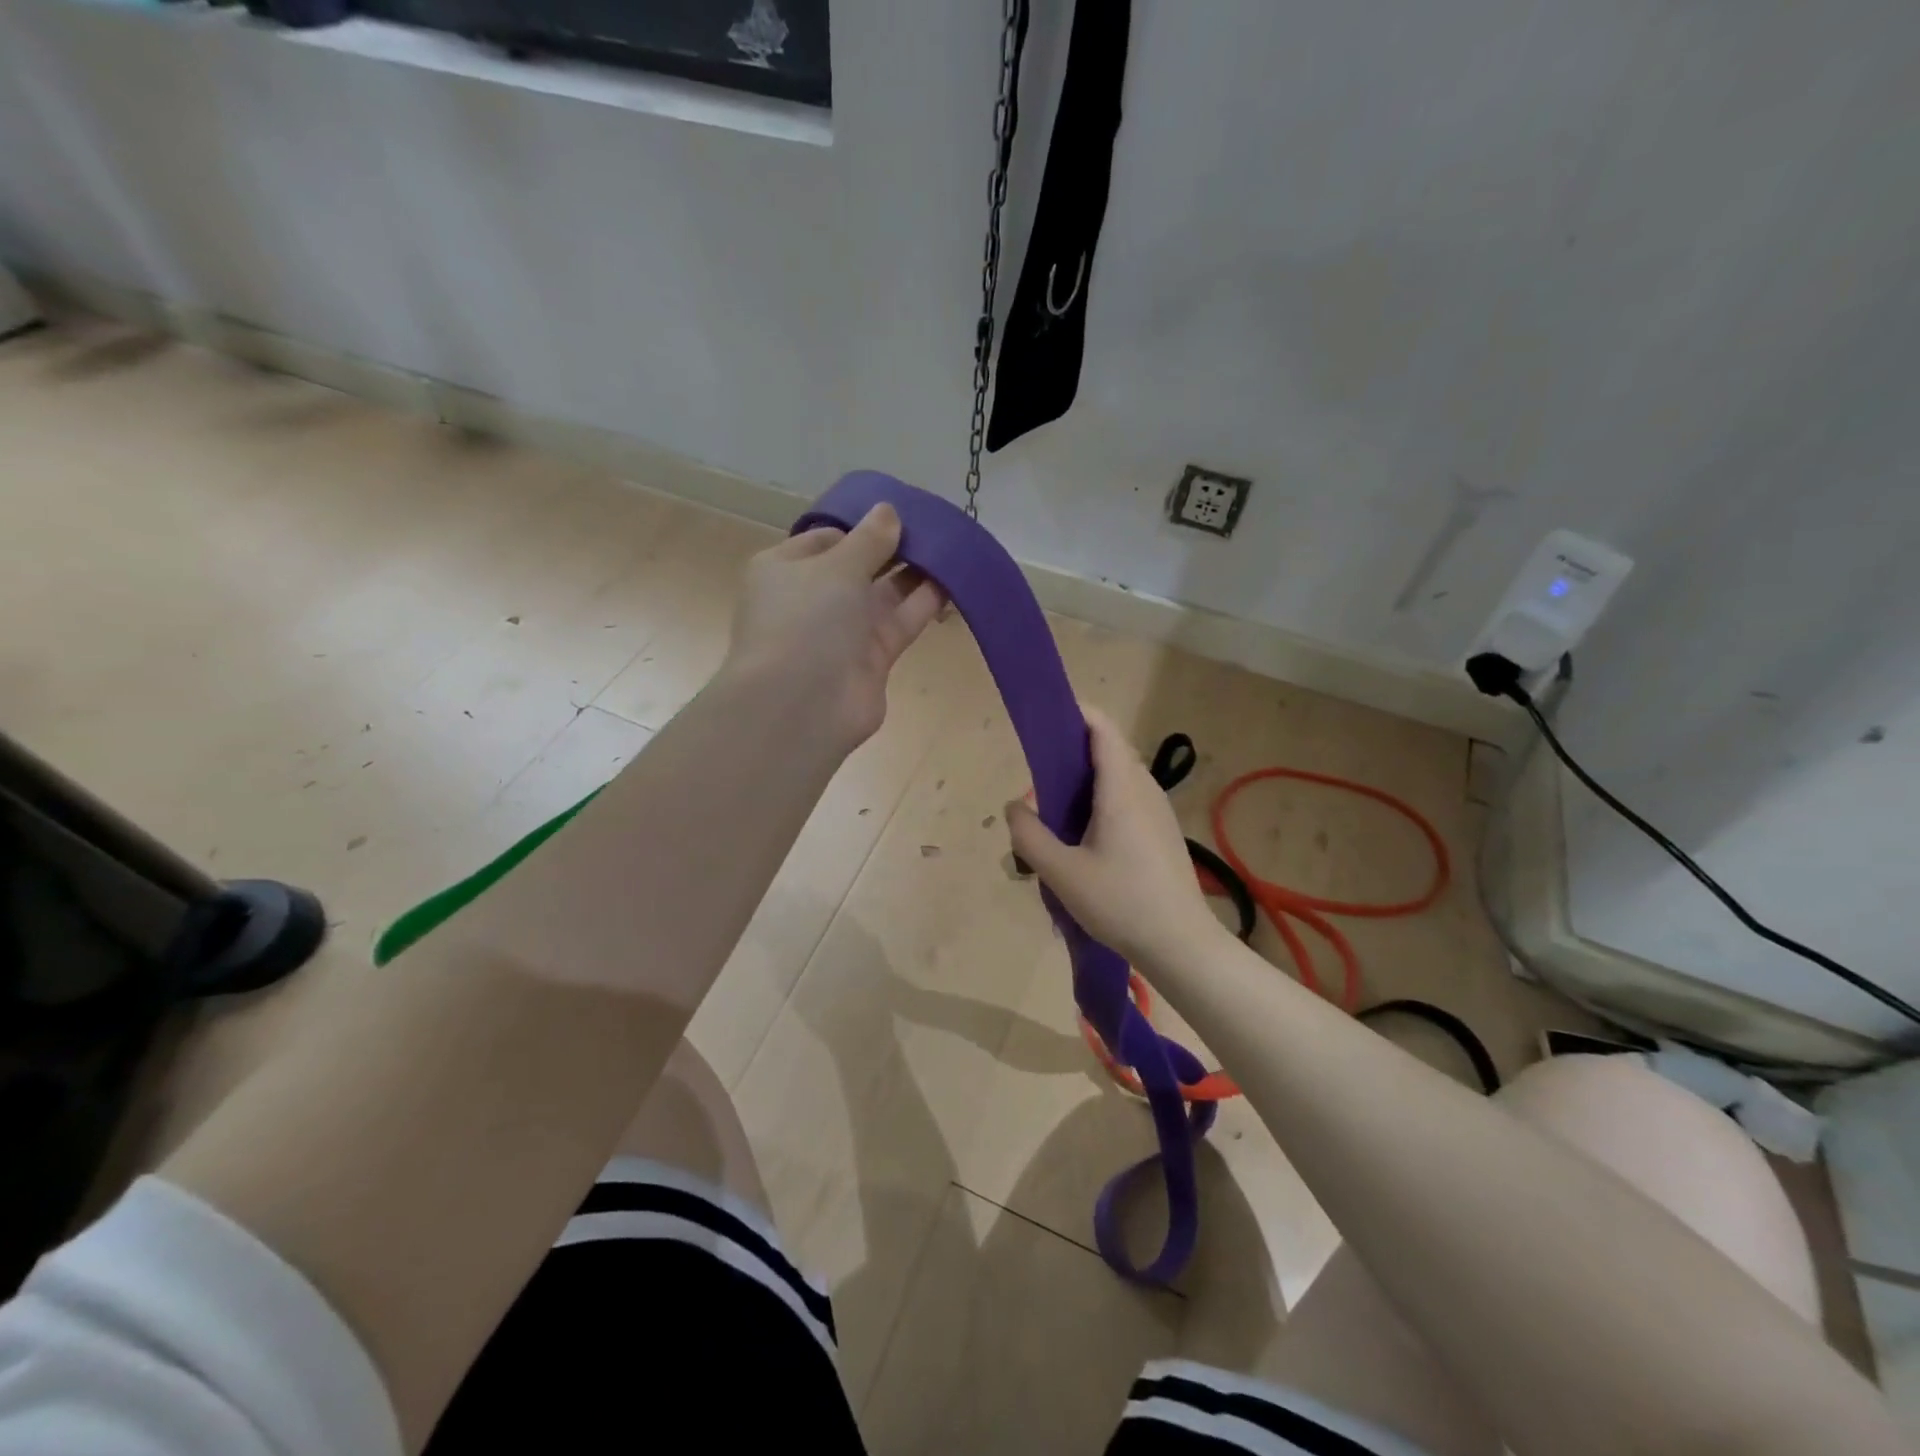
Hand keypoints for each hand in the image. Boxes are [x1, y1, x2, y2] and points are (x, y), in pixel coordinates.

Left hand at [725, 504, 944, 750]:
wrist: (801, 706)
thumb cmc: (805, 621)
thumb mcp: (836, 567)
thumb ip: (868, 539)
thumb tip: (888, 510)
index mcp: (786, 569)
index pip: (826, 539)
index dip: (861, 526)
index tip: (898, 513)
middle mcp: (813, 598)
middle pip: (859, 566)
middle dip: (893, 547)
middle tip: (933, 526)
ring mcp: (843, 631)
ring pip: (885, 594)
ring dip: (915, 572)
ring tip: (952, 546)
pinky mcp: (872, 658)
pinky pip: (902, 621)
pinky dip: (926, 602)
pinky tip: (955, 580)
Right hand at [1004, 707, 1227, 973]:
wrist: (1182, 945)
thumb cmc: (1121, 903)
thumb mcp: (1062, 873)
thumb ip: (1029, 835)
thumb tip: (1014, 806)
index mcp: (1121, 789)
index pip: (1102, 728)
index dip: (1075, 713)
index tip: (1044, 718)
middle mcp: (1144, 789)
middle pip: (1108, 750)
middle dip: (1071, 753)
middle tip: (1038, 780)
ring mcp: (1158, 811)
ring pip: (1118, 777)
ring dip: (1086, 781)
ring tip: (1056, 812)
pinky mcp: (1162, 831)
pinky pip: (1128, 798)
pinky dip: (1101, 801)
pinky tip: (1084, 838)